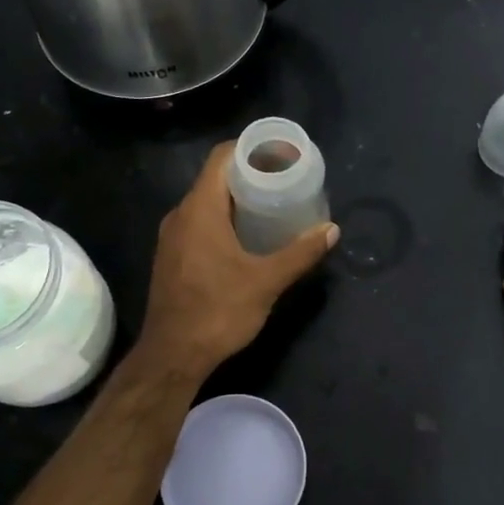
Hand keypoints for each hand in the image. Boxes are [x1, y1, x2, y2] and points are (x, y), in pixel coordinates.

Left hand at [135, 142, 338, 380]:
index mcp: (200, 209)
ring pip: (206, 203)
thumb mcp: (266, 281)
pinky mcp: (172, 257)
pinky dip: (223, 220)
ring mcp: (172, 237)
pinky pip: (199, 224)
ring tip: (272, 207)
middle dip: (249, 175)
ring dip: (237, 200)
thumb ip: (300, 253)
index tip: (280, 154)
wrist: (172, 356)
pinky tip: (247, 238)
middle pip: (215, 179)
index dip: (250, 149)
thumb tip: (331, 230)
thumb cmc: (218, 312)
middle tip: (285, 181)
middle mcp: (180, 215)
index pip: (222, 157)